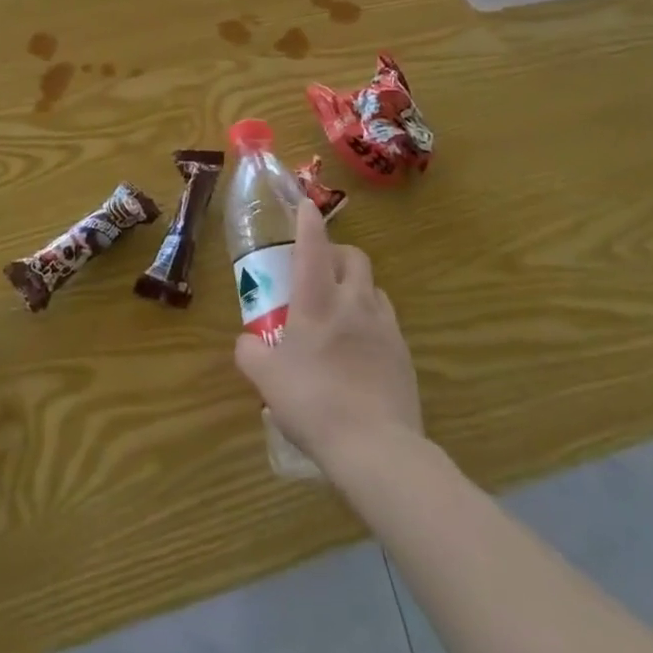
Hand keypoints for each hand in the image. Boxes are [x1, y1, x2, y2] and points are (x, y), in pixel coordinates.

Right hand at [234, 201, 421, 475]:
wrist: (376, 447)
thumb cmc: (313, 402)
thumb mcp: (265, 379)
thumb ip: (250, 352)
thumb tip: (248, 342)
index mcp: (317, 300)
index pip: (313, 245)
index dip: (309, 221)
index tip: (307, 204)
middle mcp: (354, 302)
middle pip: (353, 257)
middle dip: (337, 252)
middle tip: (319, 268)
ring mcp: (384, 327)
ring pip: (373, 287)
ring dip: (356, 286)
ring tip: (341, 308)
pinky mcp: (404, 354)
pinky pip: (387, 321)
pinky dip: (372, 320)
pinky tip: (360, 346)